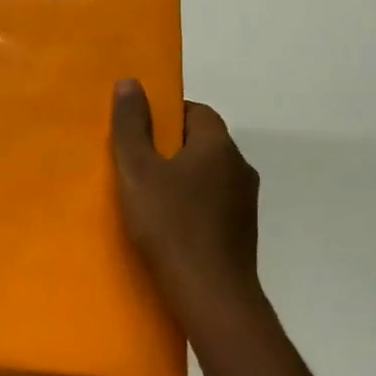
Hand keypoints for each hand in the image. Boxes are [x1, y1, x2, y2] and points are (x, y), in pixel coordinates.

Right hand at [110, 78, 264, 322]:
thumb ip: (132, 126)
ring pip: (208, 175)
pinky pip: (213, 203)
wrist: (211, 294)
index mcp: (218, 146)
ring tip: (147, 197)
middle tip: (134, 164)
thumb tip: (130, 81)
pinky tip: (169, 226)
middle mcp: (240, 167)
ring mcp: (245, 202)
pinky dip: (192, 205)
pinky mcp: (242, 231)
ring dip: (182, 179)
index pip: (196, 111)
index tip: (138, 133)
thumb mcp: (138, 171)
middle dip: (170, 148)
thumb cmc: (170, 225)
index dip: (165, 116)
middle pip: (202, 143)